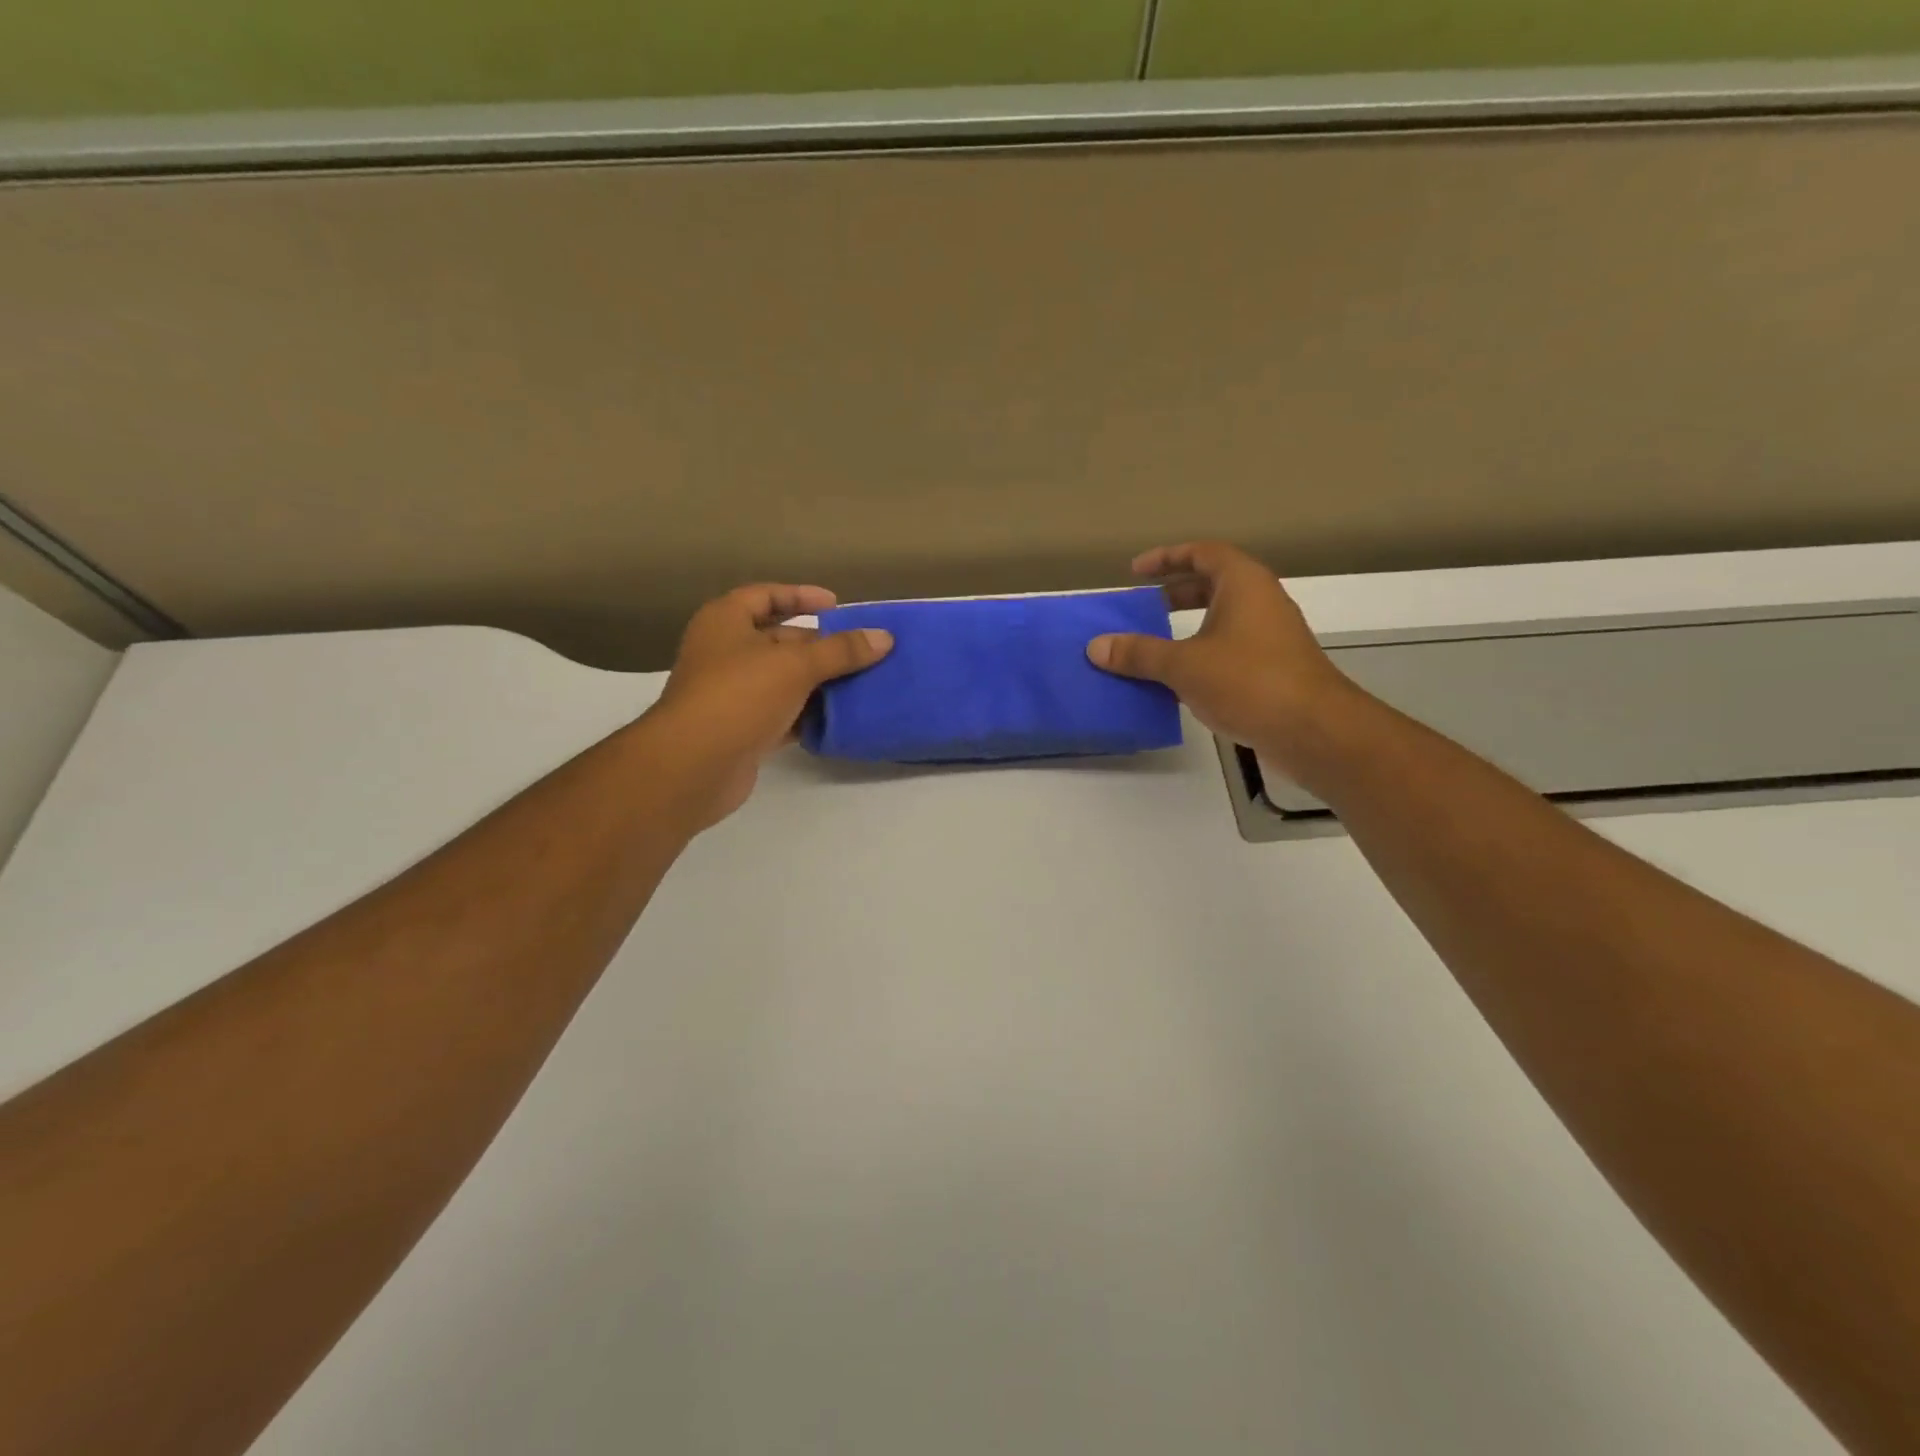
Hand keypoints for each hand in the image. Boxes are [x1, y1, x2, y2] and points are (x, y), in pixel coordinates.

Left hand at [646, 584, 891, 829]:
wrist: (693, 766)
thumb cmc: (739, 696)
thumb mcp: (795, 665)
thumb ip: (841, 651)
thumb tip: (884, 638)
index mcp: (726, 622)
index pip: (766, 596)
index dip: (800, 596)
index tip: (837, 605)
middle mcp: (725, 653)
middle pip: (779, 640)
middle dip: (820, 646)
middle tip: (862, 651)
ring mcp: (733, 694)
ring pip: (784, 680)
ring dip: (819, 682)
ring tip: (862, 683)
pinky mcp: (743, 730)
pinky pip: (783, 714)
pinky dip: (809, 715)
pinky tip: (841, 718)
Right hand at [1086, 542, 1352, 772]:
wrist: (1313, 730)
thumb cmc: (1248, 681)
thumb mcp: (1184, 665)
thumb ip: (1139, 653)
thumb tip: (1097, 646)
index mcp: (1243, 584)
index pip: (1203, 553)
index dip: (1167, 557)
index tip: (1135, 572)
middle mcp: (1260, 602)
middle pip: (1213, 584)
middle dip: (1175, 593)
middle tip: (1143, 607)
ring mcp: (1270, 637)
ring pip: (1221, 621)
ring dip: (1186, 629)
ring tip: (1152, 647)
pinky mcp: (1272, 670)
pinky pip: (1228, 651)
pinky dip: (1200, 656)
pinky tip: (1177, 682)